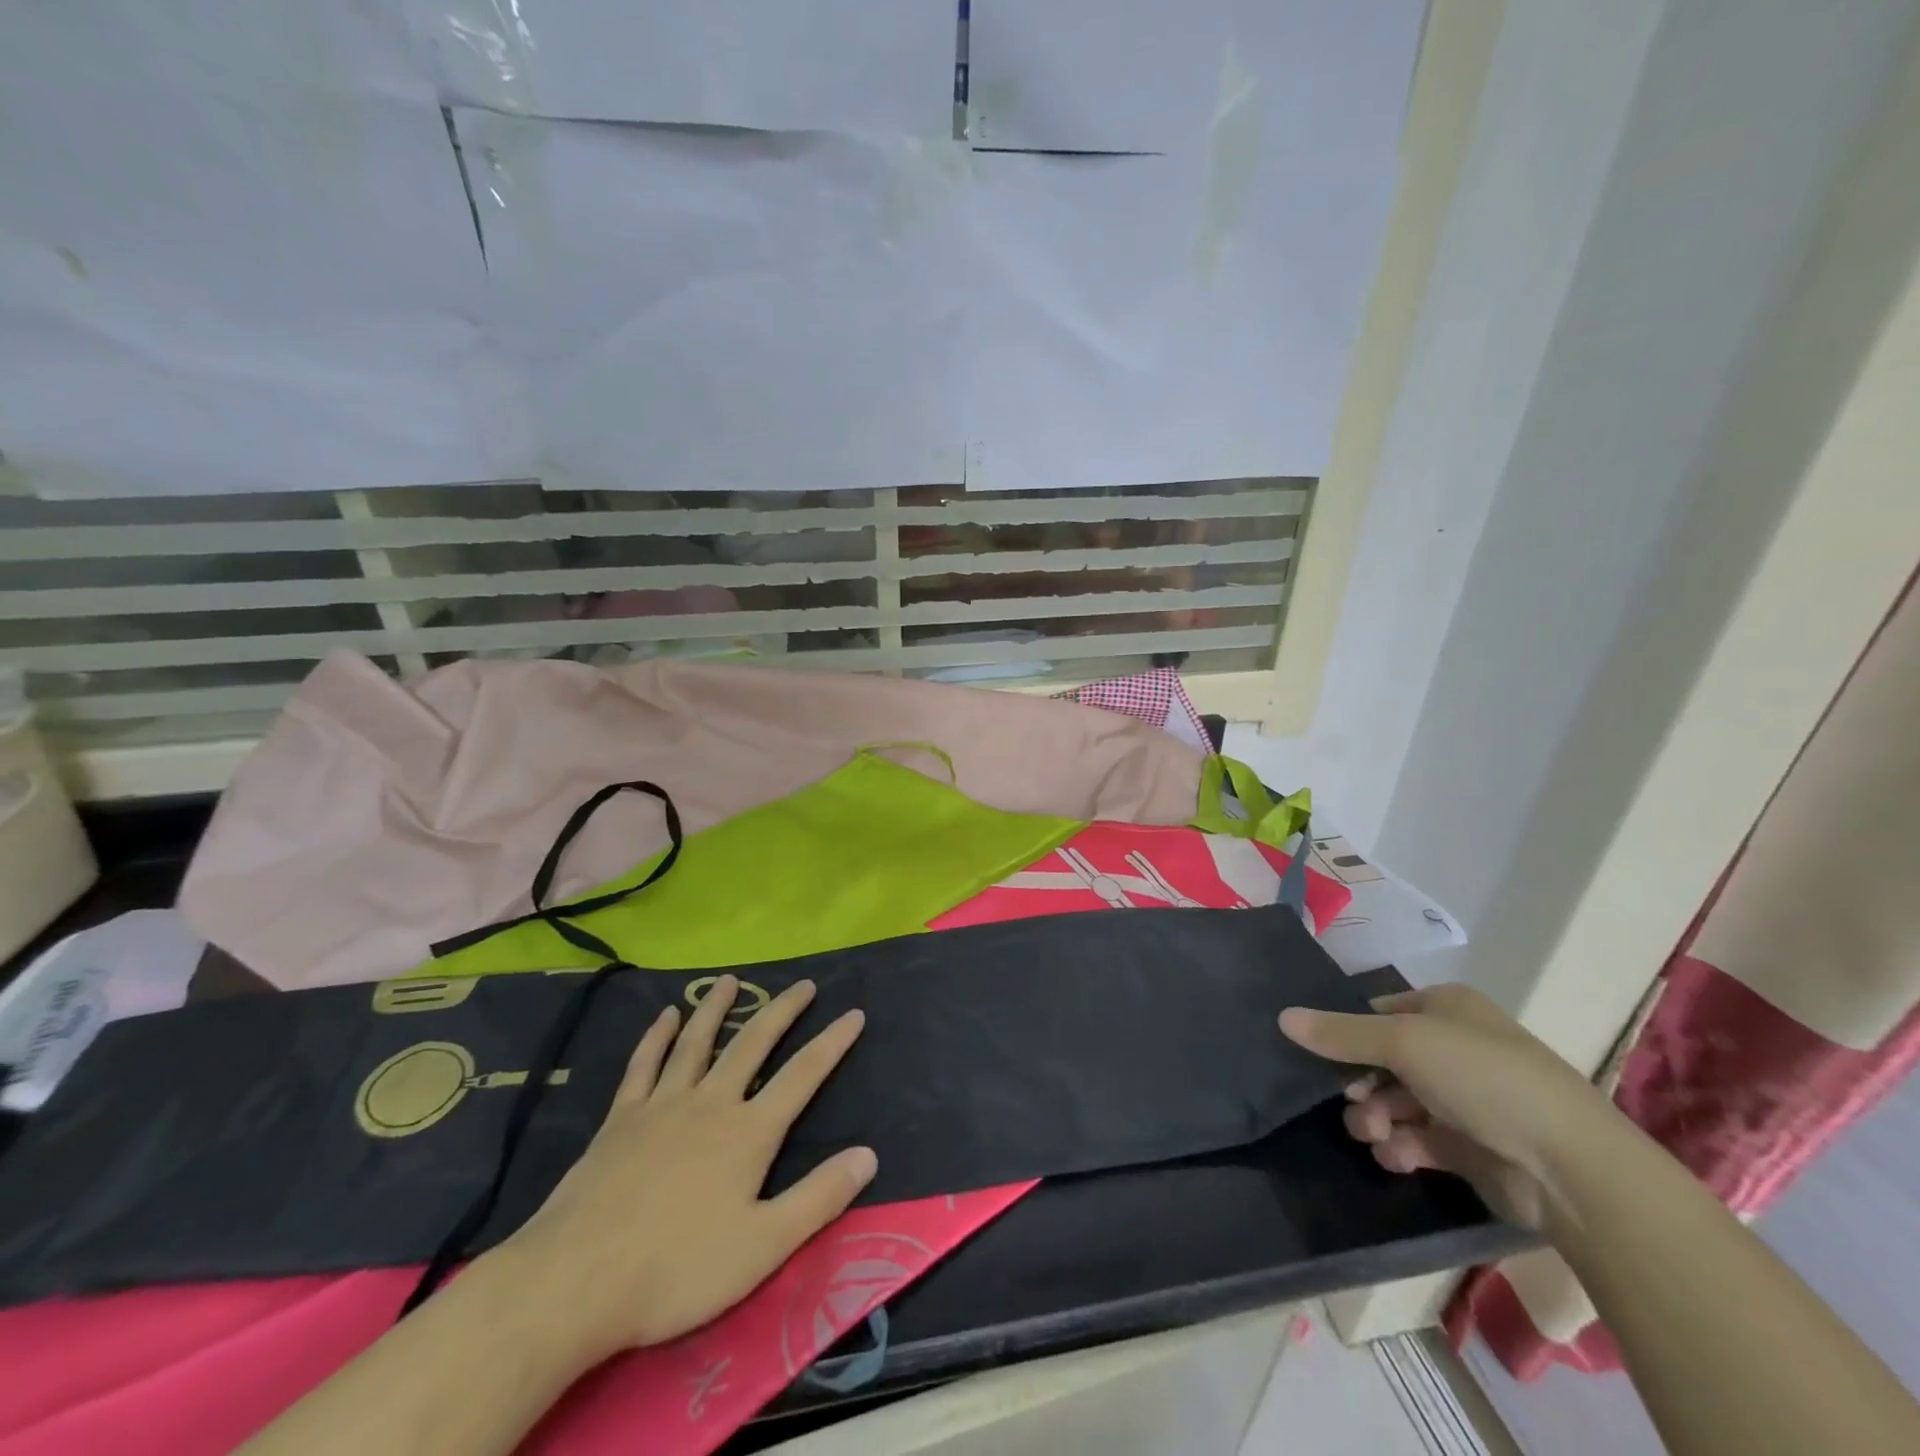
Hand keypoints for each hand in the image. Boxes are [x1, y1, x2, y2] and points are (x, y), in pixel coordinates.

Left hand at [491, 974, 875, 1361]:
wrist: (575, 1282)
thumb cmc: (676, 1270)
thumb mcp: (762, 1247)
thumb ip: (818, 1198)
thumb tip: (869, 1155)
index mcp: (748, 1132)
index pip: (803, 1075)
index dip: (833, 1042)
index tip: (854, 1013)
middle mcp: (710, 1103)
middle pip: (753, 1043)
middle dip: (782, 1011)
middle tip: (803, 985)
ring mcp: (662, 1105)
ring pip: (697, 1042)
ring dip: (717, 1008)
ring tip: (730, 980)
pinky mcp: (621, 1119)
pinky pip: (644, 1065)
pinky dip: (657, 1037)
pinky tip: (666, 1016)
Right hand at [1279, 984, 1618, 1228]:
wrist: (1569, 1167)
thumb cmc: (1482, 1078)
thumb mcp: (1402, 1042)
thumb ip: (1339, 1033)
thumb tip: (1283, 1017)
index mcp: (1446, 1009)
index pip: (1379, 1013)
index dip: (1347, 1033)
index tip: (1322, 1056)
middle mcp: (1454, 1048)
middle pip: (1382, 1060)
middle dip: (1360, 1083)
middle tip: (1349, 1101)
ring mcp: (1464, 1099)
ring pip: (1395, 1101)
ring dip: (1375, 1117)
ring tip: (1373, 1135)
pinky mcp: (1470, 1147)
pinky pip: (1417, 1139)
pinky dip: (1400, 1147)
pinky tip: (1396, 1157)